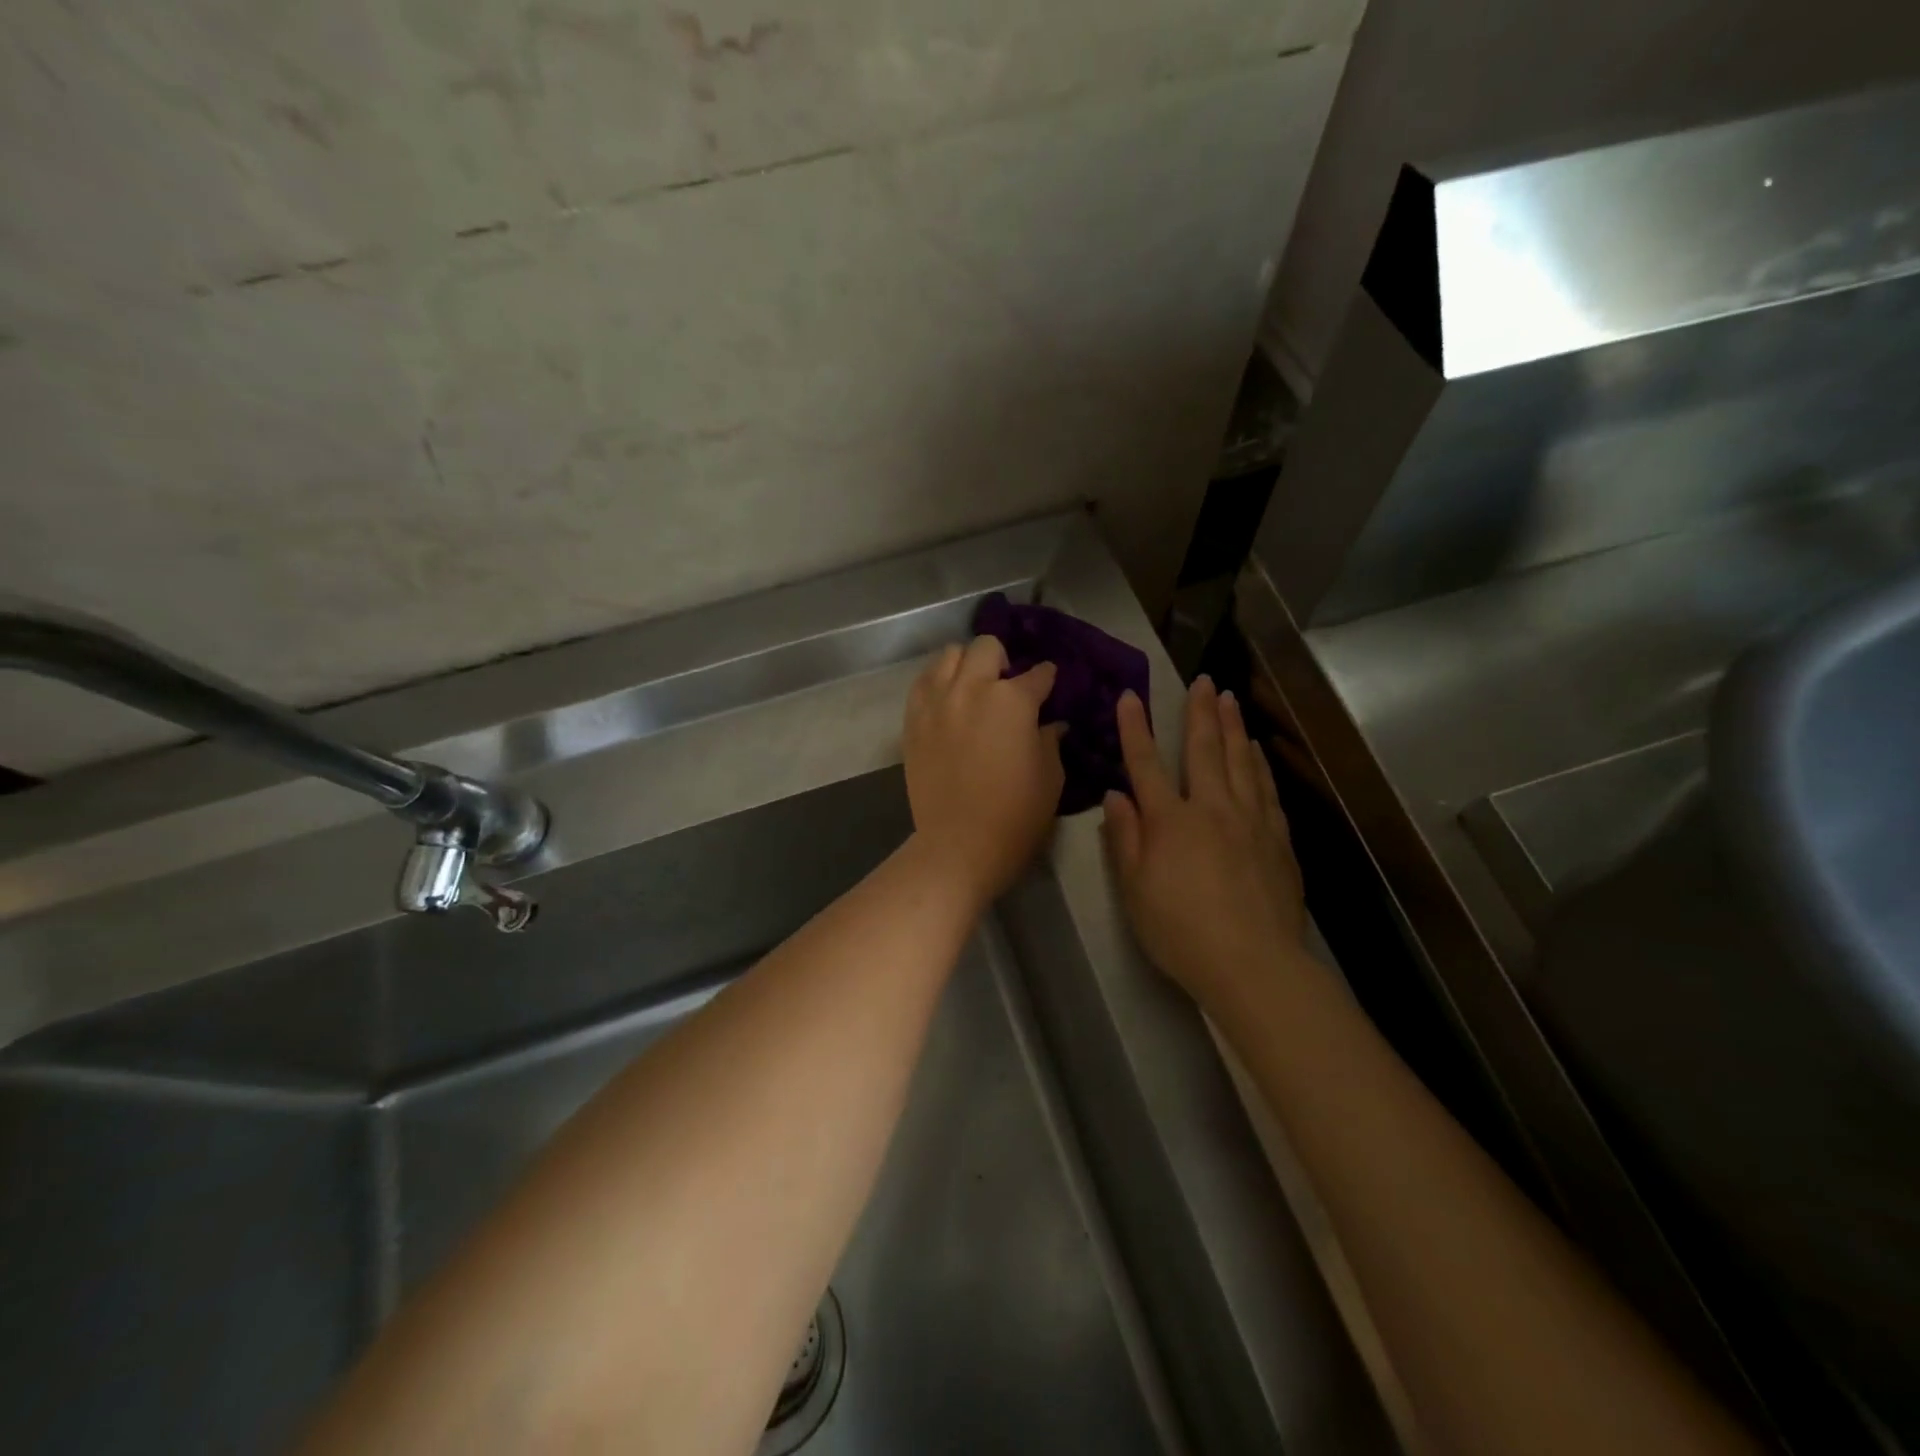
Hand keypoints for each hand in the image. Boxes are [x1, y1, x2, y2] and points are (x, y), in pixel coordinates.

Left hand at [903, 637, 1064, 910]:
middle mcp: (972, 689)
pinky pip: (922, 682)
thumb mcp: (1050, 777)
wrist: (958, 845)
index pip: (1038, 674)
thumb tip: (1051, 724)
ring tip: (973, 686)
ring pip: (949, 655)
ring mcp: (937, 702)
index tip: (1049, 684)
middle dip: (1003, 659)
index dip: (1048, 678)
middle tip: (1007, 684)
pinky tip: (947, 700)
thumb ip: (1050, 740)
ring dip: (966, 664)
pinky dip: (937, 682)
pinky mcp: (913, 720)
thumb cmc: (1015, 815)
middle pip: (987, 647)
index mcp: (1012, 700)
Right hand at [1102, 677, 1307, 1013]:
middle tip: (1202, 680)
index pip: (1146, 764)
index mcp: (1170, 821)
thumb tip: (1115, 796)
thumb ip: (1125, 838)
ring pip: (1240, 761)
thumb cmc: (1181, 930)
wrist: (1253, 963)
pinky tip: (1256, 752)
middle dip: (1199, 712)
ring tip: (1229, 700)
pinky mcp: (1278, 839)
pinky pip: (1266, 789)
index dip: (1136, 728)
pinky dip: (1259, 764)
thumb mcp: (1135, 889)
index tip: (1130, 696)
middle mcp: (1211, 808)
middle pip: (1203, 750)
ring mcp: (1250, 821)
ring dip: (1232, 727)